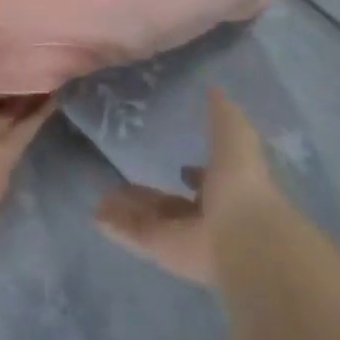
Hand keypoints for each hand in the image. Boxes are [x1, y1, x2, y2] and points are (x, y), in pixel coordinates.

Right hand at [93, 88, 282, 285]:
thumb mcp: (234, 133)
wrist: (243, 236)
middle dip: (150, 195)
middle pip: (171, 205)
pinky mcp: (161, 251)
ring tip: (100, 197)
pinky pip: (134, 235)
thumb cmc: (242, 181)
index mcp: (227, 191)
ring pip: (149, 220)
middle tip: (122, 180)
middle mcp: (205, 217)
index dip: (196, 176)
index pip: (207, 184)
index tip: (181, 166)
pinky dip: (116, 226)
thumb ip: (221, 112)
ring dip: (127, 209)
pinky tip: (95, 215)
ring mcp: (182, 236)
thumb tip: (212, 88)